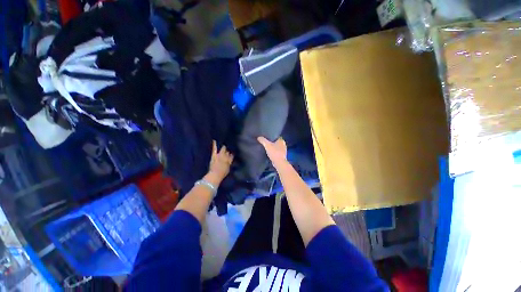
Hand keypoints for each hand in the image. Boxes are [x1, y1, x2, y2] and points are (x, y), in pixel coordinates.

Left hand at [205, 140, 233, 185]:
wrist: (215, 175)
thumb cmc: (222, 173)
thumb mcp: (228, 168)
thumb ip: (229, 162)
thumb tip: (231, 156)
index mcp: (229, 160)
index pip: (232, 155)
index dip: (232, 154)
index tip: (232, 152)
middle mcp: (226, 157)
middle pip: (228, 152)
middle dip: (228, 150)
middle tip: (228, 147)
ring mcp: (220, 155)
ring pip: (223, 149)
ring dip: (224, 147)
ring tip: (224, 143)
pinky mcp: (214, 155)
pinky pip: (215, 149)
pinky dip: (214, 144)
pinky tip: (214, 140)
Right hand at [258, 137, 286, 167]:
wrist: (279, 163)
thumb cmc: (274, 152)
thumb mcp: (267, 145)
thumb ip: (263, 140)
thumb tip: (258, 137)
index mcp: (281, 140)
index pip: (276, 136)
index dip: (271, 136)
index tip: (266, 137)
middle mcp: (284, 144)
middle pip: (276, 142)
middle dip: (272, 142)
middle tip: (265, 142)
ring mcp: (283, 150)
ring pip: (277, 147)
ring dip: (273, 147)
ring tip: (266, 147)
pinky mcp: (282, 156)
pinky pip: (277, 152)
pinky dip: (274, 152)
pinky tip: (269, 153)